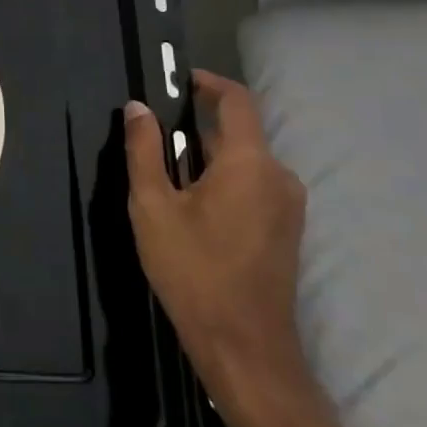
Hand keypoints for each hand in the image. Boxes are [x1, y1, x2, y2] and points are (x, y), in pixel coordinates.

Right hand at [123, 70, 318, 426]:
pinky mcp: (287, 230)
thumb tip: (138, 108)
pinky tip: (193, 209)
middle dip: (196, 128)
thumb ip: (144, 151)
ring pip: (244, 162)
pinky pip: (253, 186)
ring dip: (207, 158)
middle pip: (237, 133)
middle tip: (153, 139)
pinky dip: (223, 181)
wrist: (245, 347)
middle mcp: (279, 176)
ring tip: (166, 178)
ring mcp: (289, 205)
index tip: (176, 79)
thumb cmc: (193, 271)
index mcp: (250, 163)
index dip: (207, 82)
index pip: (237, 100)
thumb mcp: (153, 206)